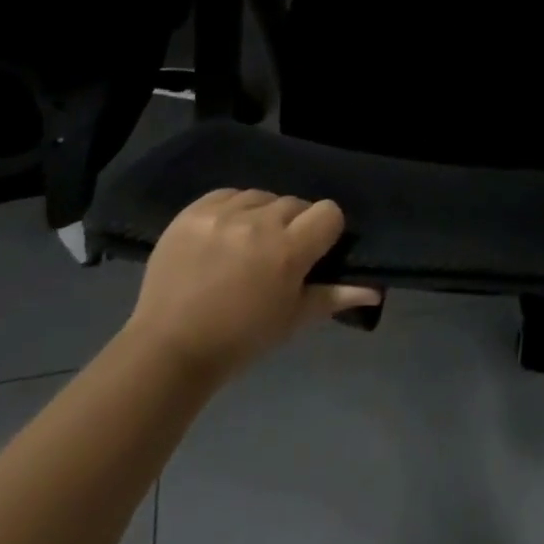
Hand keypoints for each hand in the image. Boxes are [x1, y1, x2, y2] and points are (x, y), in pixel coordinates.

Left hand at [124, 189, 380, 383]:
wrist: (168, 349)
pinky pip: (228, 194)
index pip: (328, 212)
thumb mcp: (292, 321)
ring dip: (261, 216)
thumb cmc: (240, 341)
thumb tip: (374, 289)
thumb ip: (334, 296)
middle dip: (292, 226)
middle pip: (295, 203)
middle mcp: (258, 224)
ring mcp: (223, 214)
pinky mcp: (194, 210)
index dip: (325, 231)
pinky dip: (232, 210)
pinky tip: (223, 235)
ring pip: (262, 197)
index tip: (312, 252)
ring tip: (246, 246)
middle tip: (276, 256)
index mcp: (287, 252)